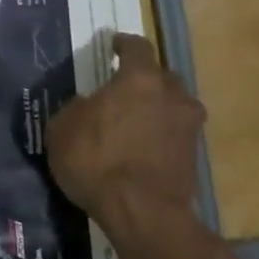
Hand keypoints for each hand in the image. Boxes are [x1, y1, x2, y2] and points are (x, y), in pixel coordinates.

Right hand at [48, 33, 205, 239]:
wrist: (142, 213)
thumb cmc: (97, 161)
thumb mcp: (63, 130)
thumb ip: (75, 109)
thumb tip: (87, 105)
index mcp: (140, 78)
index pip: (137, 47)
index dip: (124, 44)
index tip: (114, 45)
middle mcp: (171, 95)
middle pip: (162, 76)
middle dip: (144, 80)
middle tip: (124, 91)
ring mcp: (188, 127)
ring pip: (174, 107)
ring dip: (157, 110)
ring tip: (136, 123)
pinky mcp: (195, 158)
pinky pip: (175, 136)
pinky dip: (162, 138)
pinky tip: (143, 150)